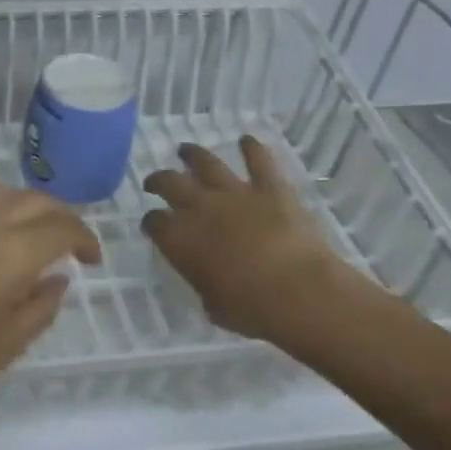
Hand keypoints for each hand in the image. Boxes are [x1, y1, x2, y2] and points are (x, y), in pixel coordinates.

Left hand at [0, 184, 100, 419]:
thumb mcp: (5, 344)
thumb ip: (40, 306)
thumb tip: (57, 279)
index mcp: (10, 250)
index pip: (62, 227)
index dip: (84, 239)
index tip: (91, 258)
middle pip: (33, 199)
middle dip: (59, 216)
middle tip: (67, 241)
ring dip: (23, 207)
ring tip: (26, 233)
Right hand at [142, 137, 362, 342]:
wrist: (299, 292)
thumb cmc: (252, 309)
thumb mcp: (213, 305)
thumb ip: (203, 283)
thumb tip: (206, 276)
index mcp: (180, 240)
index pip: (154, 223)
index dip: (151, 222)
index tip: (153, 225)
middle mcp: (200, 208)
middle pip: (170, 184)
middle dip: (159, 180)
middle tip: (155, 181)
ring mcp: (235, 193)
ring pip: (206, 164)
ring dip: (193, 155)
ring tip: (185, 150)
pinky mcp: (270, 188)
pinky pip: (259, 161)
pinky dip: (252, 148)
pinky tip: (247, 139)